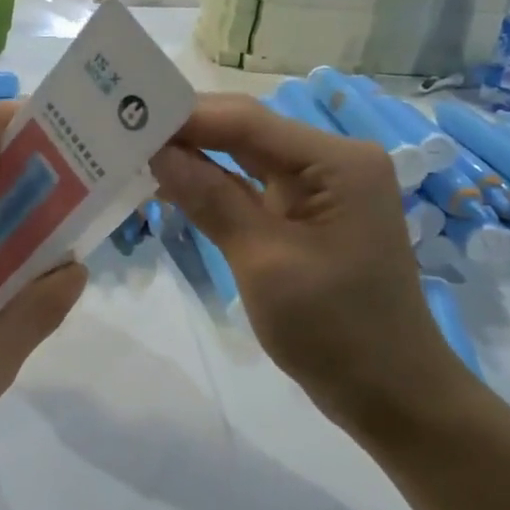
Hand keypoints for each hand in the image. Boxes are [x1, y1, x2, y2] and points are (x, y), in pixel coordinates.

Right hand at [149, 95, 461, 439]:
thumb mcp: (264, 262)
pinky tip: (169, 186)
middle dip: (186, 132)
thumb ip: (211, 200)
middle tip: (119, 131)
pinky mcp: (307, 216)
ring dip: (195, 157)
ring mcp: (321, 189)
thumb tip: (157, 151)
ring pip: (246, 158)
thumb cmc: (334, 330)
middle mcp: (333, 162)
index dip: (186, 116)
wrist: (390, 394)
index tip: (125, 116)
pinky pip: (252, 188)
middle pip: (246, 132)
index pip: (247, 121)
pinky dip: (213, 187)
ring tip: (132, 152)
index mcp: (337, 162)